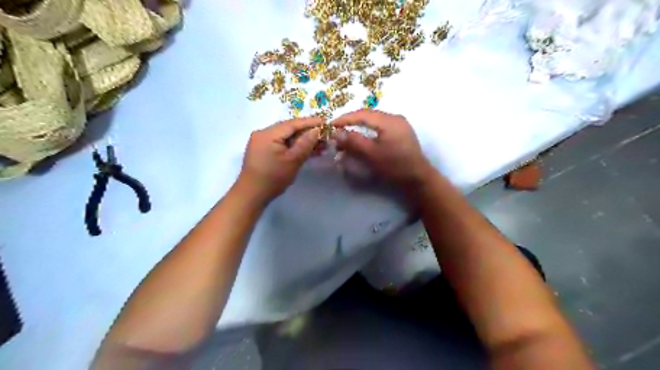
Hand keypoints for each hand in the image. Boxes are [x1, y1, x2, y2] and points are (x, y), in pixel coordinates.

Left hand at [238, 116, 322, 202]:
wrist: (252, 195)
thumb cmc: (273, 178)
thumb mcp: (293, 160)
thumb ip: (306, 143)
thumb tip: (317, 130)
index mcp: (268, 133)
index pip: (293, 123)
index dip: (310, 122)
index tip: (326, 122)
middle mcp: (263, 133)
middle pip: (289, 129)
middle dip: (308, 132)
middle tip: (325, 135)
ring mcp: (262, 142)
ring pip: (286, 137)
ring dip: (302, 140)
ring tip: (320, 145)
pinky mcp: (263, 151)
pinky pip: (281, 144)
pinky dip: (294, 146)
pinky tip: (307, 151)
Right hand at [331, 108, 433, 188]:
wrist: (418, 178)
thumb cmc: (395, 166)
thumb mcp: (371, 154)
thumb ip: (353, 141)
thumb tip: (335, 132)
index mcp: (389, 120)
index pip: (362, 114)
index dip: (345, 119)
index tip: (330, 125)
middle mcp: (395, 118)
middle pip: (368, 116)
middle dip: (351, 124)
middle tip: (337, 133)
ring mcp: (400, 125)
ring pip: (374, 122)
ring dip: (359, 129)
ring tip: (347, 139)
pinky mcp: (401, 133)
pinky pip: (380, 128)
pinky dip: (368, 133)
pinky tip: (362, 140)